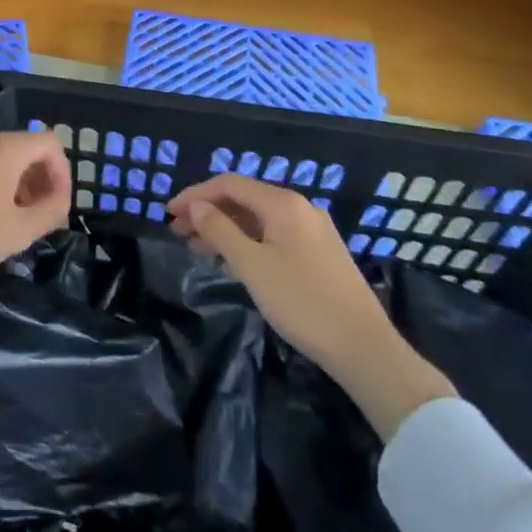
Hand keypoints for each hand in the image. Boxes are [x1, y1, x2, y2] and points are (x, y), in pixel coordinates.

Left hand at [0, 130, 72, 281]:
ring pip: (0, 159)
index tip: (59, 208)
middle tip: (42, 218)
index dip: (63, 174)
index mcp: (4, 148)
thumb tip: (60, 203)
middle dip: (41, 181)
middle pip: (25, 149)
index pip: (49, 143)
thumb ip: (50, 213)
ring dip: (17, 185)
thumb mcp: (18, 231)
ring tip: (14, 221)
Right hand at [167, 174, 453, 441]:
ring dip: (225, 227)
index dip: (195, 195)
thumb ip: (219, 230)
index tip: (167, 213)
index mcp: (283, 204)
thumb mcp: (251, 265)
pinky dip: (247, 241)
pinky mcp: (320, 253)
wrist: (363, 347)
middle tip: (178, 232)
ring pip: (258, 219)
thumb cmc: (301, 301)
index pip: (229, 184)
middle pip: (244, 198)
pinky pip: (273, 235)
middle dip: (208, 211)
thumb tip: (196, 207)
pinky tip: (233, 260)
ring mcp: (313, 231)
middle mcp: (300, 208)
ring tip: (198, 247)